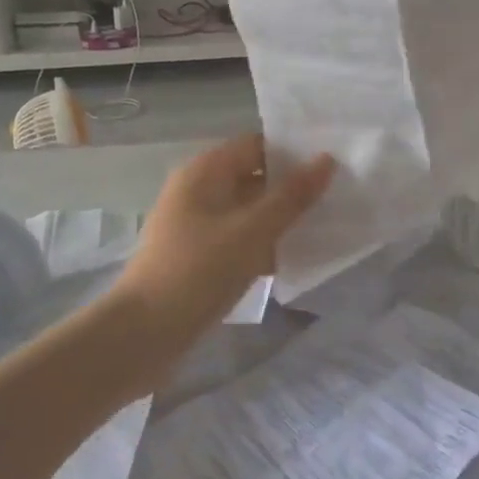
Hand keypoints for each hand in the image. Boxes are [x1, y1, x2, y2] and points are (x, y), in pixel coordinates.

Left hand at [113, 134, 334, 350]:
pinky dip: (261, 244)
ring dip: (278, 218)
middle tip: (335, 198)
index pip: (256, 145)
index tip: (331, 165)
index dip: (292, 152)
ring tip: (323, 227)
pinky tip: (290, 259)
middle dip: (290, 188)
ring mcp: (193, 224)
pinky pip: (236, 238)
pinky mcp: (195, 255)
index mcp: (205, 171)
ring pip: (246, 210)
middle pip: (252, 176)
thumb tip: (326, 159)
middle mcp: (197, 190)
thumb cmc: (199, 271)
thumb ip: (292, 196)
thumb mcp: (253, 230)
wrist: (143, 334)